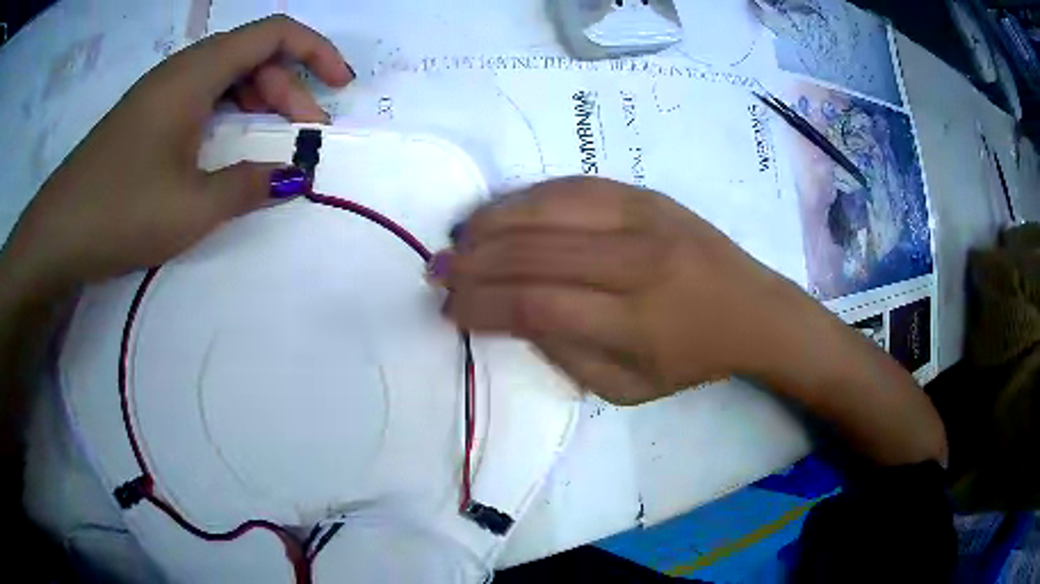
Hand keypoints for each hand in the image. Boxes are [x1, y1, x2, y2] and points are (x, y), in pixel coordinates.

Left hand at [0, 16, 352, 301]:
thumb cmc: (120, 211)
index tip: (341, 85)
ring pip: (226, 77)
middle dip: (289, 87)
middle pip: (252, 55)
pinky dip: (228, 115)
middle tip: (306, 134)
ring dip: (258, 102)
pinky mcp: (147, 118)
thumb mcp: (191, 207)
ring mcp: (161, 94)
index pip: (273, 33)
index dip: (315, 51)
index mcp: (195, 73)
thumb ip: (249, 186)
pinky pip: (202, 99)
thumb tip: (293, 177)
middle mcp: (181, 71)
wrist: (57, 235)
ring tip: (274, 142)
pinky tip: (228, 147)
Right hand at [436, 177, 801, 404]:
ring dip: (493, 222)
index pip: (535, 306)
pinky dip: (529, 197)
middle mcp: (635, 263)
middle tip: (438, 270)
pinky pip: (574, 185)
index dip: (482, 306)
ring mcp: (643, 219)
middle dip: (474, 263)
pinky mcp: (647, 194)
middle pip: (534, 253)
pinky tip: (503, 210)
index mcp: (633, 323)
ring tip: (461, 237)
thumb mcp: (628, 388)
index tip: (450, 309)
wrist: (753, 309)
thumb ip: (565, 355)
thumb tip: (513, 315)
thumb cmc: (692, 359)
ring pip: (549, 208)